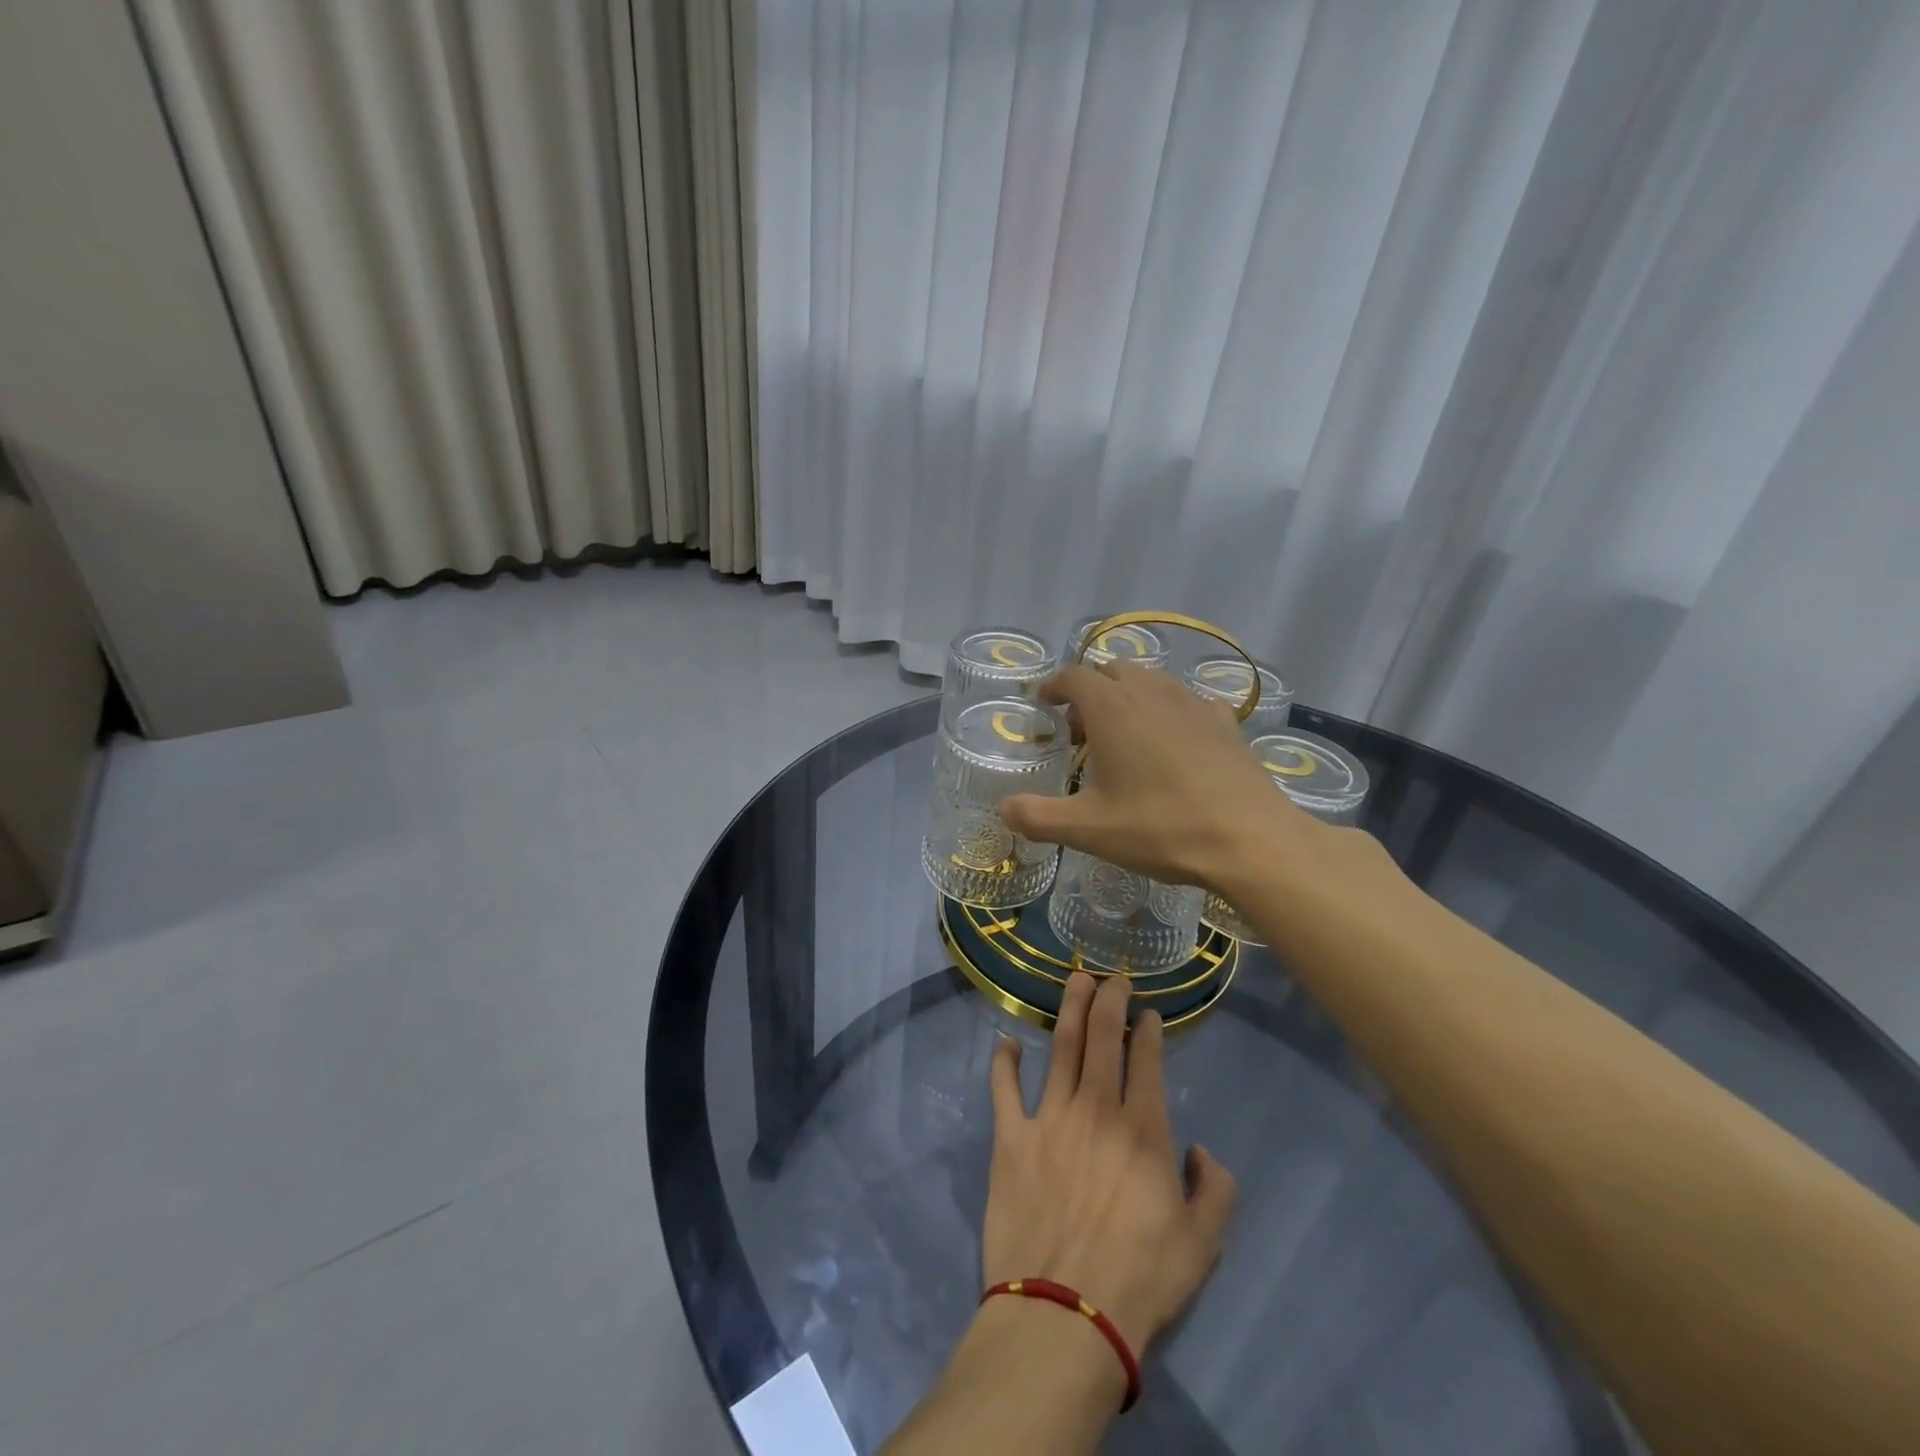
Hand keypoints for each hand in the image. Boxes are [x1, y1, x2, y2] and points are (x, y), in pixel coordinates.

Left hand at [983, 971, 1234, 1356]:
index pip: (1146, 1059)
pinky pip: (1004, 1088)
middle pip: (1102, 1036)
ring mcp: (1049, 1117)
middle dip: (1109, 999)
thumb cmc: (1140, 1279)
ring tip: (1074, 981)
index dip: (1148, 1029)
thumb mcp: (1203, 1243)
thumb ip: (1215, 1189)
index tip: (1149, 1013)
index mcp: (1142, 1128)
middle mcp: (1095, 1108)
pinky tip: (1006, 1043)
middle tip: (1112, 977)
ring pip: (1059, 1046)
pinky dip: (1004, 1062)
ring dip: (1068, 1009)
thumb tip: (1201, 1153)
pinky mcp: (1011, 1137)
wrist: (1064, 1312)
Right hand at [998, 661, 1309, 892]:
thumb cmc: (1160, 828)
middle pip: (1111, 671)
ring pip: (1150, 681)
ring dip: (1128, 697)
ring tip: (1122, 736)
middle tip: (1080, 730)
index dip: (1054, 686)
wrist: (1249, 839)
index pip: (1073, 676)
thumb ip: (1037, 817)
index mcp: (1112, 708)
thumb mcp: (1088, 830)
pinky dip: (1167, 711)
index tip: (1044, 703)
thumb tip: (1003, 809)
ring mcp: (1192, 703)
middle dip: (1090, 692)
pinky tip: (1171, 744)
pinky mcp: (1224, 721)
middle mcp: (1151, 692)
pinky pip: (1185, 701)